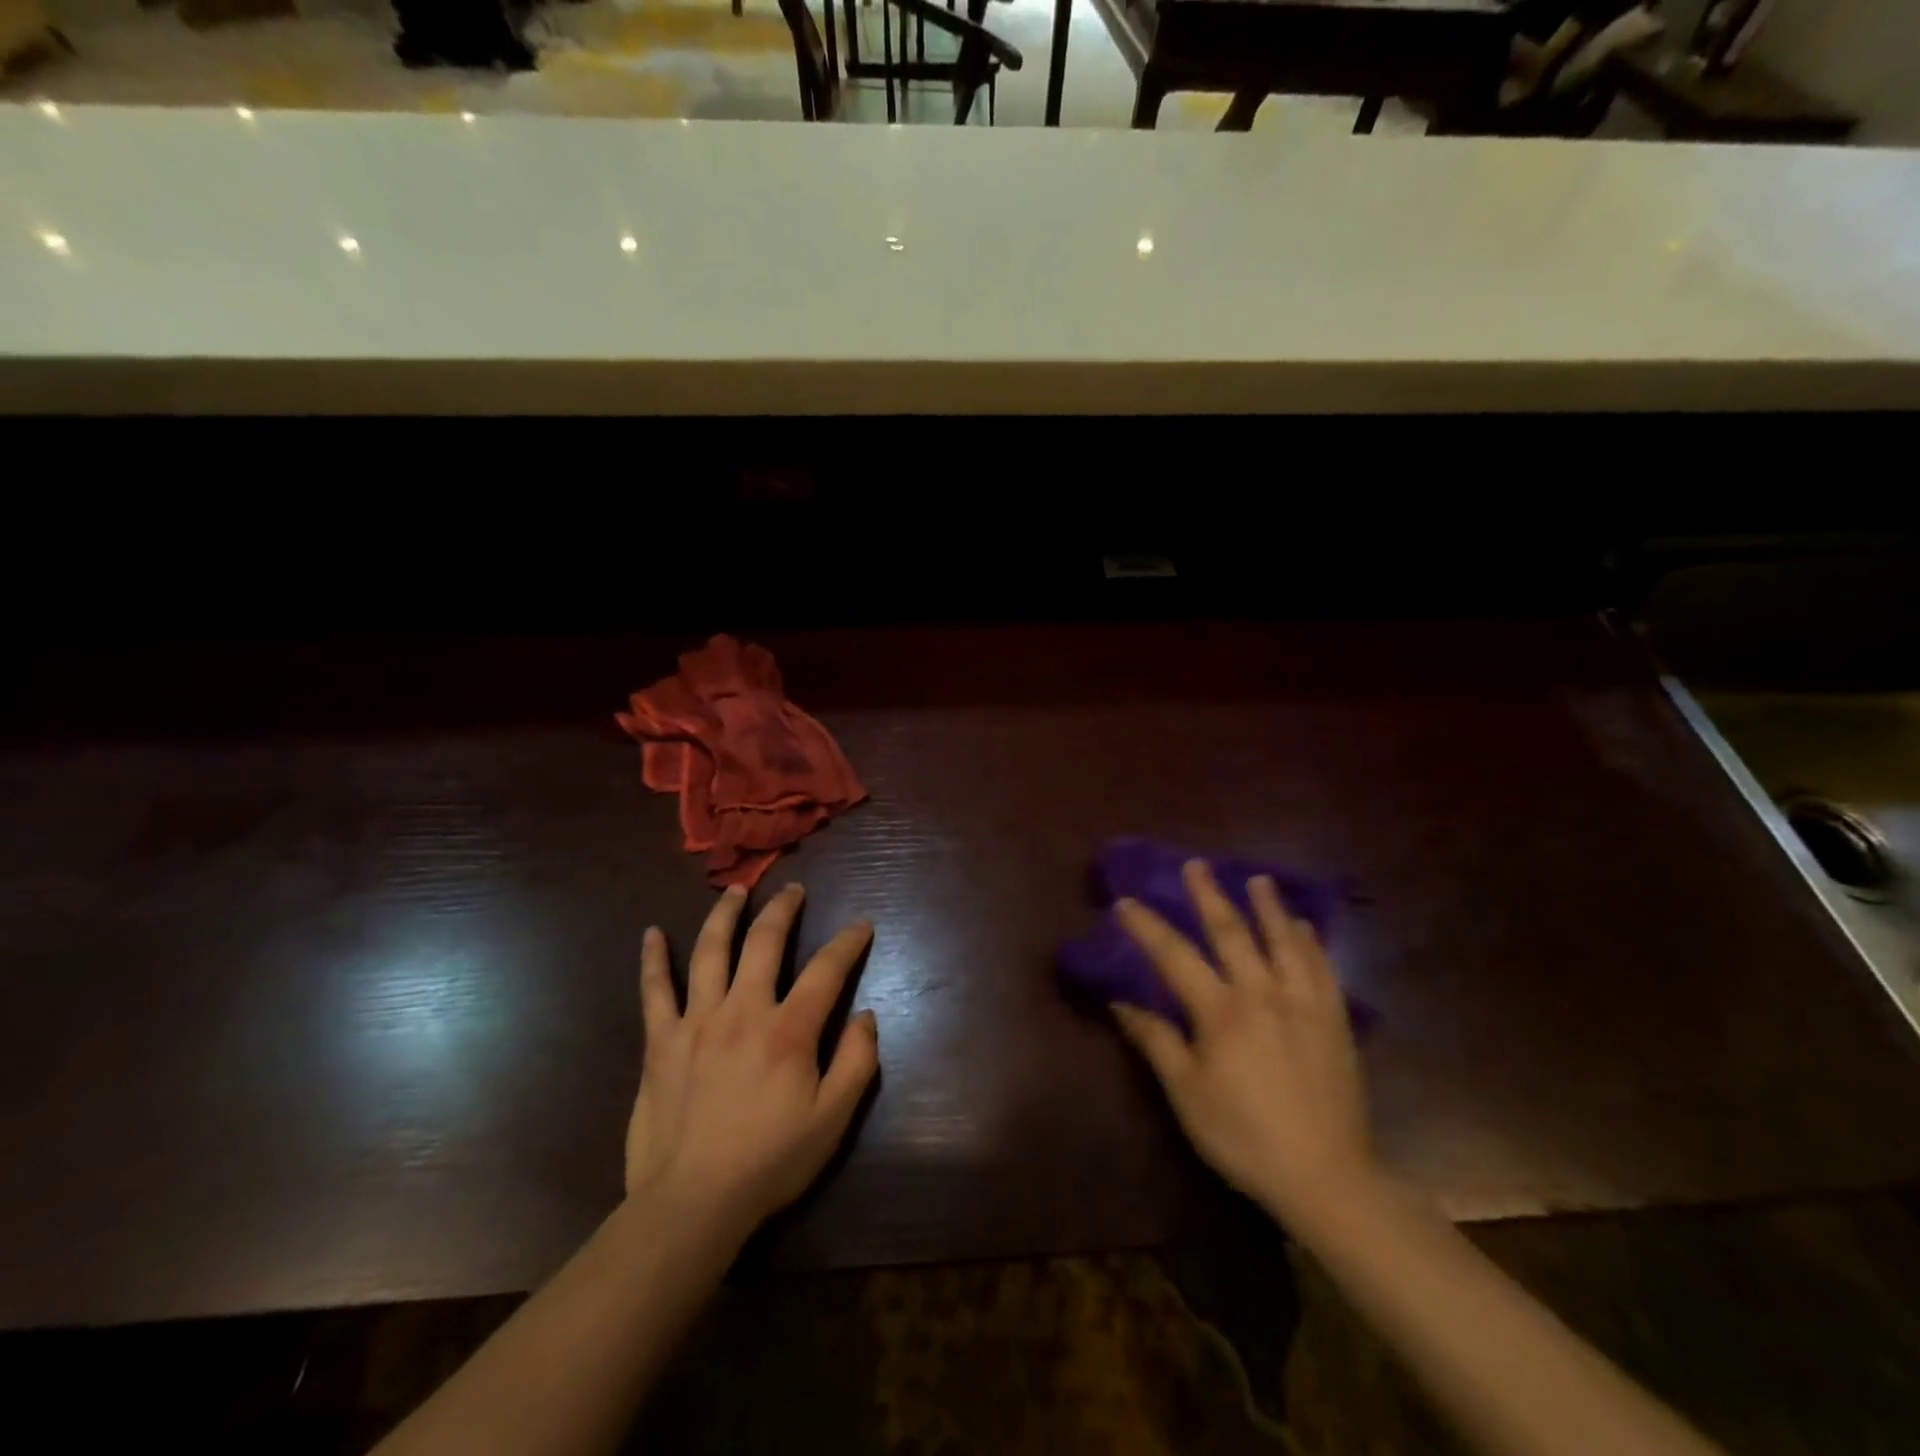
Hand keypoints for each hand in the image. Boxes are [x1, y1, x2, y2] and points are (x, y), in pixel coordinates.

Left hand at [625, 883, 878, 1237]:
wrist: (691, 1203)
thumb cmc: (769, 1162)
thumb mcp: (832, 1120)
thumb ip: (857, 1062)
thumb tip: (865, 1015)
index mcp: (788, 1030)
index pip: (826, 970)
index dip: (848, 942)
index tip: (861, 924)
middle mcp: (743, 1010)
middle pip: (765, 942)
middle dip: (783, 909)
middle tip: (793, 890)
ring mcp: (697, 1021)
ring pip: (711, 951)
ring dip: (725, 915)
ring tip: (736, 891)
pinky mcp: (661, 1042)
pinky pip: (654, 991)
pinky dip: (653, 960)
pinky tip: (651, 933)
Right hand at [1111, 860, 1375, 1233]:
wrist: (1327, 1177)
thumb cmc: (1244, 1136)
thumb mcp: (1187, 1093)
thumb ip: (1156, 1040)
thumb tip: (1120, 1002)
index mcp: (1221, 1011)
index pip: (1175, 956)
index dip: (1147, 927)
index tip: (1126, 901)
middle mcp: (1263, 993)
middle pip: (1232, 932)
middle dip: (1209, 895)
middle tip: (1196, 864)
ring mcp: (1304, 1003)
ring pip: (1284, 941)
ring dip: (1268, 907)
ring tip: (1258, 879)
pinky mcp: (1334, 1021)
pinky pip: (1323, 968)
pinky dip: (1311, 942)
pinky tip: (1306, 927)